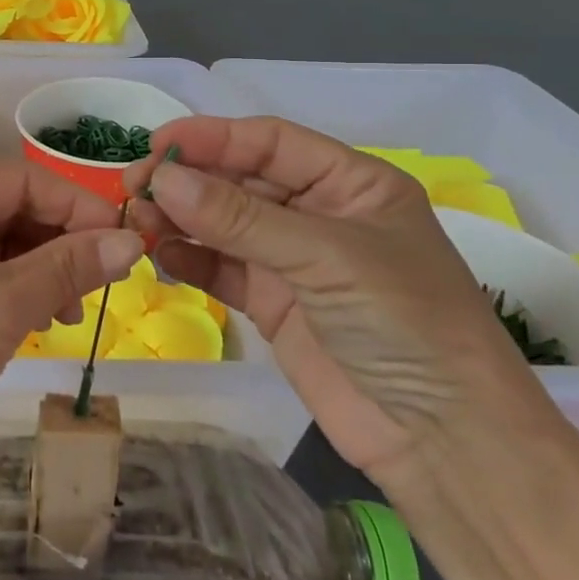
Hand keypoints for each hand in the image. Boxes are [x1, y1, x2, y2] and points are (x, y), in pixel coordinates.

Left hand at [0, 161, 144, 492]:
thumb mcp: (0, 306)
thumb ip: (69, 266)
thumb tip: (132, 240)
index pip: (17, 179)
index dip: (75, 205)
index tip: (127, 238)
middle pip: (8, 208)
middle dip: (60, 242)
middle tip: (107, 281)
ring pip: (0, 243)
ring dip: (45, 270)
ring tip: (74, 312)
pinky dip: (20, 291)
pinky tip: (46, 319)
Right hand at [126, 117, 549, 484]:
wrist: (444, 442)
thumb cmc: (404, 324)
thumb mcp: (326, 257)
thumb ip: (240, 218)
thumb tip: (164, 178)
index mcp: (350, 183)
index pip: (270, 142)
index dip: (214, 137)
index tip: (158, 145)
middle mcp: (319, 214)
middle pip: (240, 180)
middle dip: (188, 180)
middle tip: (134, 187)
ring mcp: (293, 261)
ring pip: (223, 224)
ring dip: (180, 218)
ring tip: (138, 221)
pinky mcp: (272, 305)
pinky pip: (221, 269)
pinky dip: (190, 259)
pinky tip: (161, 255)